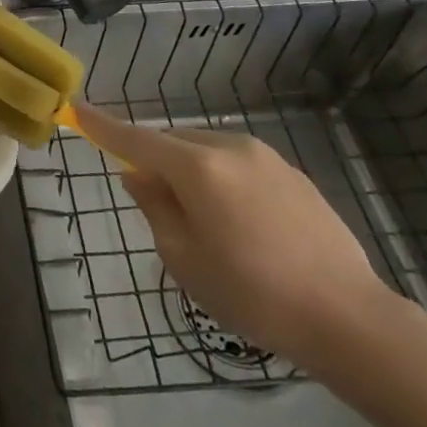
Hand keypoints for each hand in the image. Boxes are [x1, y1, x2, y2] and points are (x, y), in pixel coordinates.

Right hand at [72, 104, 396, 370]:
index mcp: (197, 168)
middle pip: (173, 140)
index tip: (78, 109)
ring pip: (206, 148)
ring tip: (200, 216)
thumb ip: (154, 206)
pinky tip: (238, 219)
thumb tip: (136, 173)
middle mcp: (229, 148)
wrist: (348, 317)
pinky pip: (237, 161)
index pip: (136, 139)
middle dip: (154, 157)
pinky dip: (220, 175)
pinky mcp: (292, 173)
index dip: (103, 126)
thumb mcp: (184, 258)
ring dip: (188, 167)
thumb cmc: (252, 293)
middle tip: (152, 199)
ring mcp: (266, 157)